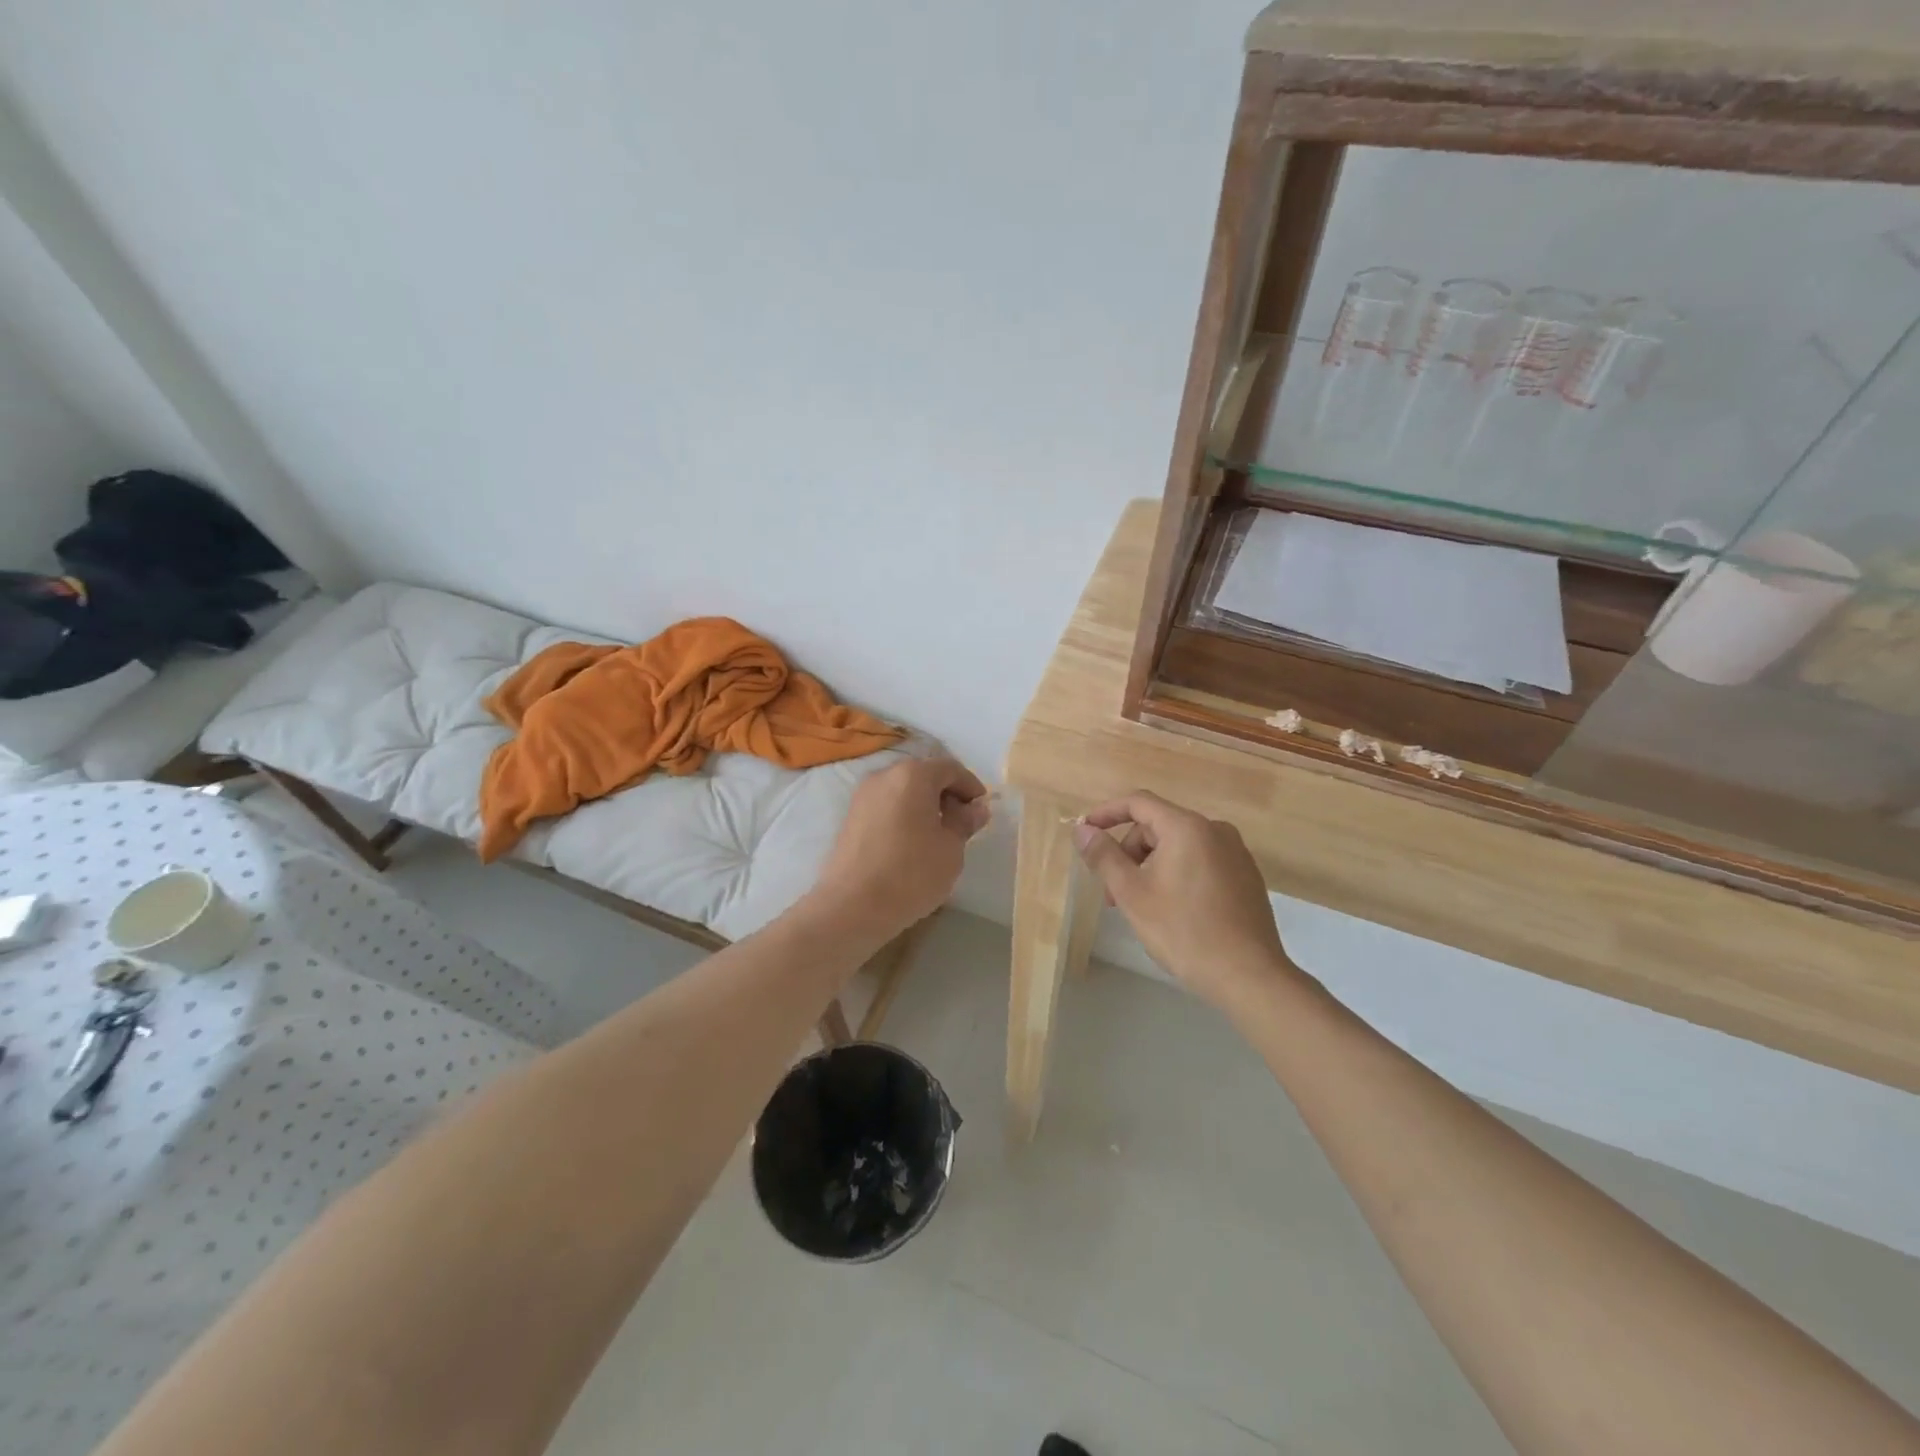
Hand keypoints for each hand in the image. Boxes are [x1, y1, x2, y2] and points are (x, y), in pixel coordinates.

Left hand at [805, 757, 990, 945]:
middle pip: (924, 775)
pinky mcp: (850, 817)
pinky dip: (904, 815)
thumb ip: (965, 822)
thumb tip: (976, 808)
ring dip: (924, 806)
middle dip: (947, 794)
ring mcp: (862, 796)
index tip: (982, 811)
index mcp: (913, 775)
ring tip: (938, 837)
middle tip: (962, 824)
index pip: (950, 768)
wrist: (851, 907)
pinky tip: (912, 844)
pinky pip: (886, 806)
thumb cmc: (910, 874)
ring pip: (903, 791)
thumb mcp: (951, 849)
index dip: (971, 787)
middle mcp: (884, 776)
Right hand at [1074, 791, 1291, 1008]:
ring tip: (1141, 906)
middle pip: (1158, 825)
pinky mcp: (1246, 876)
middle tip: (1113, 893)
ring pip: (1179, 846)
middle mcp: (1215, 830)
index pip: (1138, 803)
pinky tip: (1173, 910)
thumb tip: (1083, 830)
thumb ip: (1104, 856)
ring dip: (1151, 866)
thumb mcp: (1132, 894)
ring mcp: (1236, 853)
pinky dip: (1177, 873)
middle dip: (1129, 852)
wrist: (1249, 976)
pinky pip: (1201, 861)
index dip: (1106, 813)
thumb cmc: (1184, 931)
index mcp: (1187, 827)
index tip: (1085, 832)